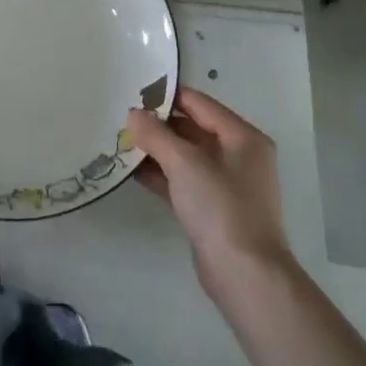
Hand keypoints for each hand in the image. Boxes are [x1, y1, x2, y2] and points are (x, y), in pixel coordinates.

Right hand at [128, 87, 293, 295]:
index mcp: (243, 137)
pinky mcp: (212, 208)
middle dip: (158, 124)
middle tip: (121, 118)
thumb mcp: (185, 163)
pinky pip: (183, 180)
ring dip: (156, 150)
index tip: (133, 91)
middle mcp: (238, 155)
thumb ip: (156, 135)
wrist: (244, 273)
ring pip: (186, 156)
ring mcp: (226, 184)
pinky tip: (131, 171)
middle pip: (193, 128)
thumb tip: (134, 114)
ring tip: (121, 141)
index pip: (200, 103)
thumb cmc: (220, 207)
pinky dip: (161, 174)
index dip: (167, 96)